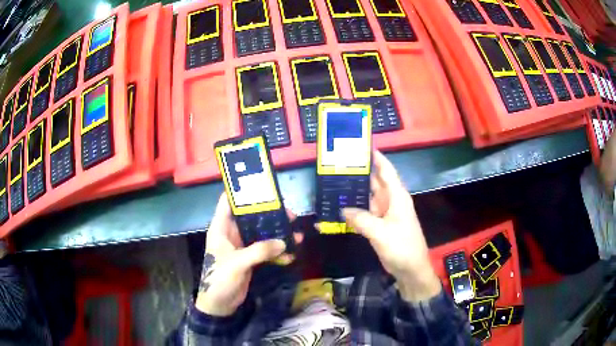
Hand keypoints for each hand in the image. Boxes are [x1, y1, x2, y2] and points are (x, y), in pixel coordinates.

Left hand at [195, 194, 302, 315]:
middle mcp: (231, 233)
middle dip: (270, 214)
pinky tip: (291, 253)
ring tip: (296, 232)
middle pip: (251, 217)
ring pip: (261, 233)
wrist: (220, 304)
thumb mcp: (238, 263)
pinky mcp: (250, 258)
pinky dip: (277, 251)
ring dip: (277, 233)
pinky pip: (266, 250)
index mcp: (221, 228)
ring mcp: (242, 246)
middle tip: (290, 214)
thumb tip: (283, 242)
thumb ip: (259, 251)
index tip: (261, 186)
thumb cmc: (220, 279)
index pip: (228, 202)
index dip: (241, 192)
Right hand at [342, 151, 440, 302]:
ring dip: (354, 192)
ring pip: (368, 198)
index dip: (376, 157)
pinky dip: (354, 211)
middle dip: (359, 173)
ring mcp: (384, 214)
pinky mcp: (379, 226)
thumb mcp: (381, 233)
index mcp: (397, 197)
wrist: (411, 270)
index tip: (361, 145)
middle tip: (338, 164)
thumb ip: (361, 219)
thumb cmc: (402, 247)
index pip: (386, 170)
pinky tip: (340, 208)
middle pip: (375, 182)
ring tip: (334, 183)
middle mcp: (390, 201)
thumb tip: (343, 210)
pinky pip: (364, 214)